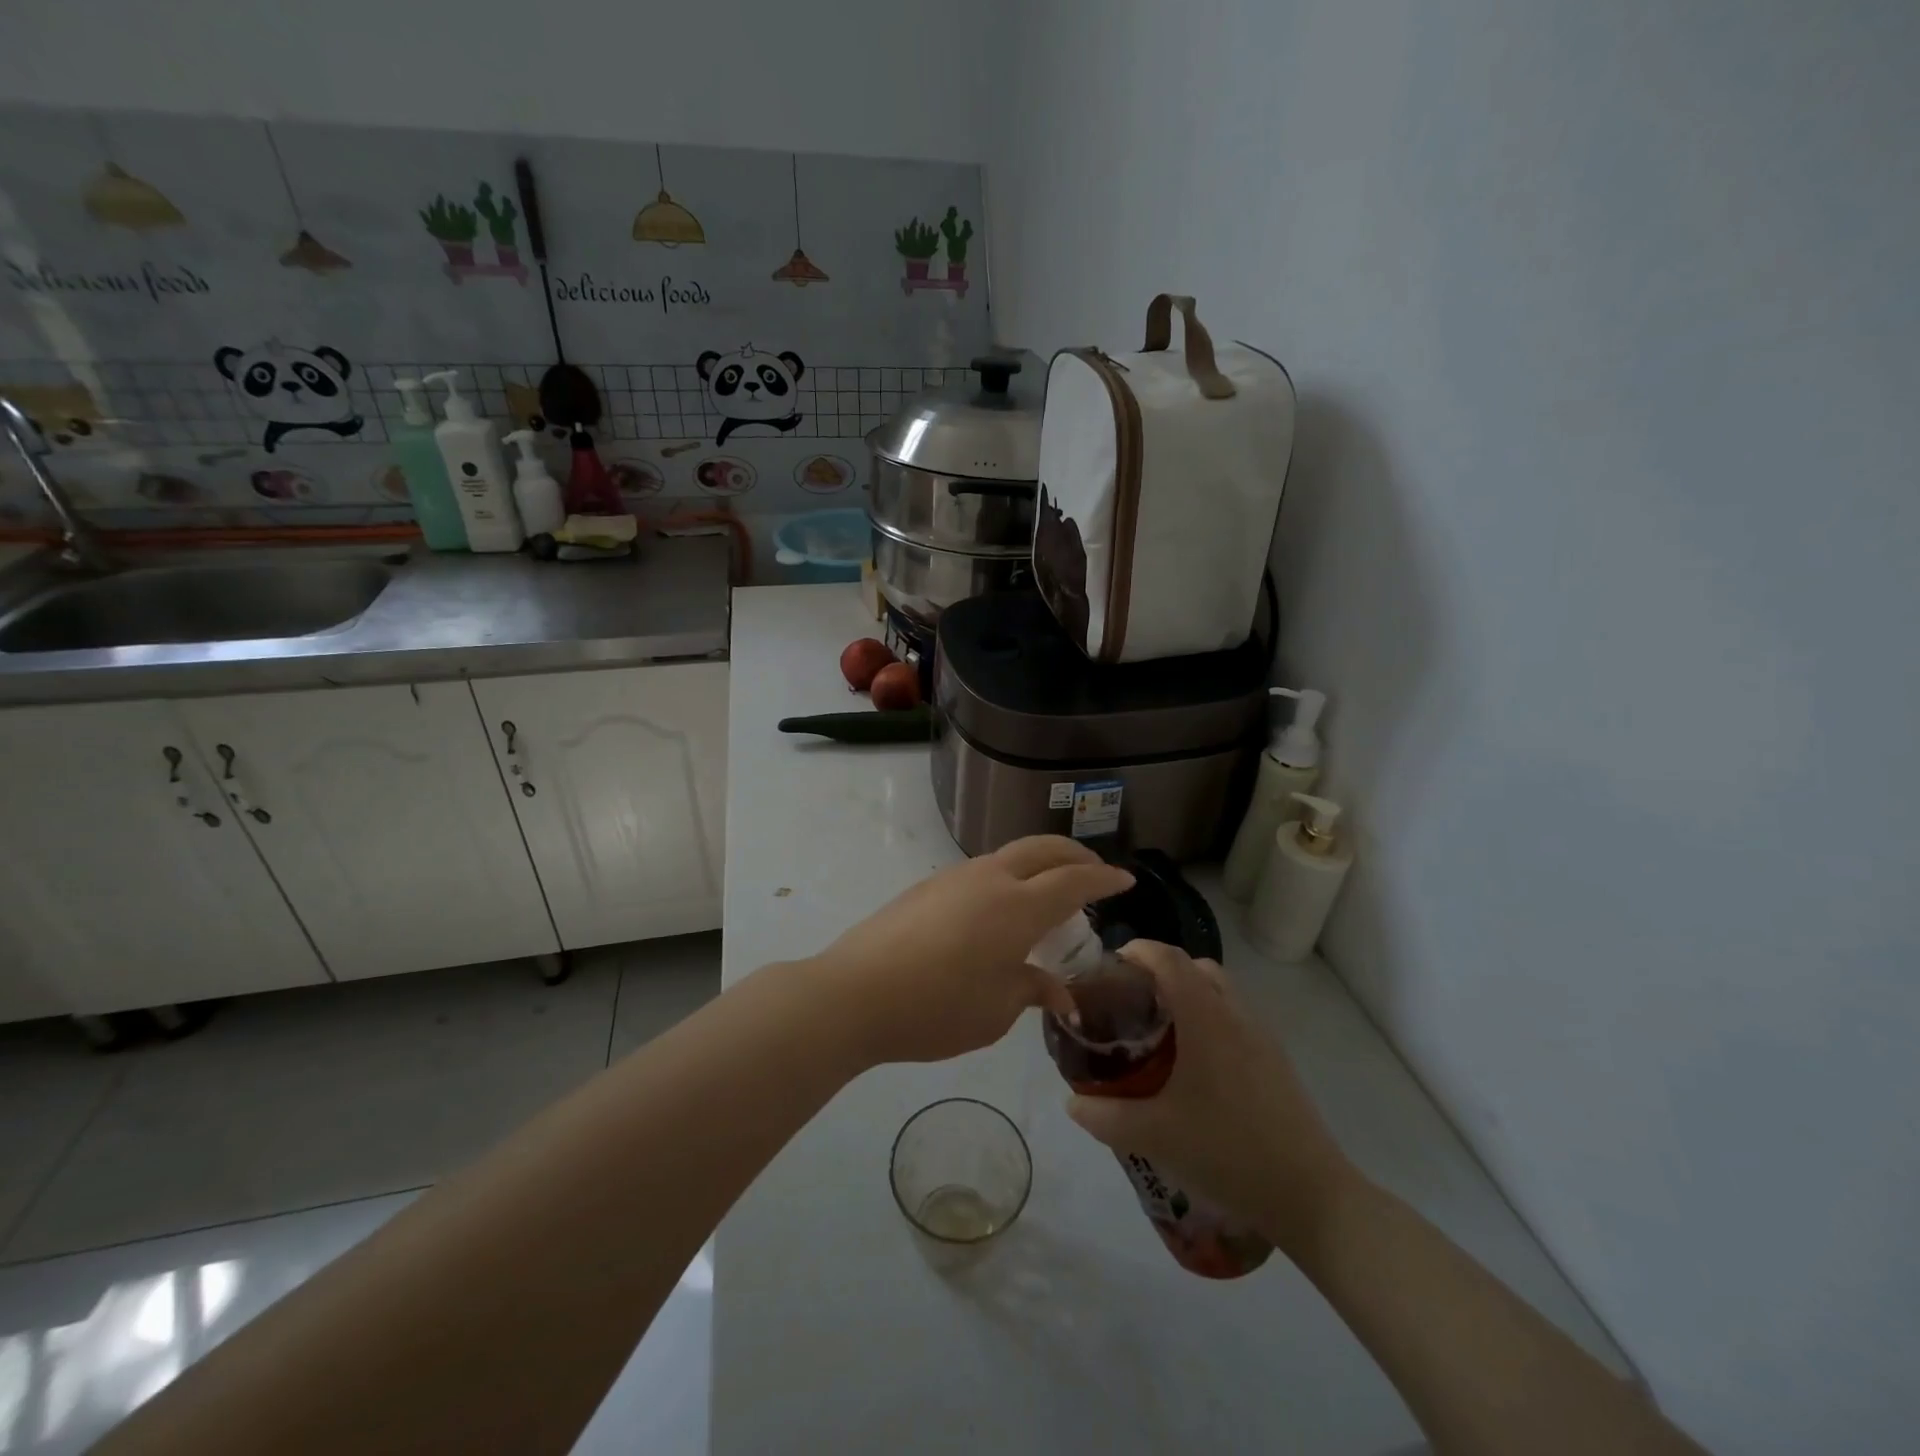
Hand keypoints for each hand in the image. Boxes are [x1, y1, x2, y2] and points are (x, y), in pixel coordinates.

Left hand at [808, 837, 1133, 1065]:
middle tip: (1094, 872)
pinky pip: (982, 870)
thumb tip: (1059, 994)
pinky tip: (1000, 908)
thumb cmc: (937, 1007)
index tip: (1125, 880)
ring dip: (1039, 863)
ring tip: (1049, 891)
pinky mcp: (928, 886)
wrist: (855, 993)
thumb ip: (1033, 990)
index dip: (1103, 879)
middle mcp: (990, 879)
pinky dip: (1008, 877)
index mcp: (1017, 906)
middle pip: (1043, 849)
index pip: (1073, 882)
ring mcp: (954, 877)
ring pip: (1009, 855)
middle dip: (1074, 855)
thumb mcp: (996, 1010)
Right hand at [1064, 940, 1355, 1251]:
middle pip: (1197, 966)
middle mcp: (1236, 1014)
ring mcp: (1262, 1036)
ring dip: (1189, 993)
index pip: (1169, 958)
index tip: (1110, 964)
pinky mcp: (1277, 1061)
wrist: (1311, 1195)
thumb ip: (1105, 1116)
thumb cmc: (1228, 1152)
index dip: (1138, 950)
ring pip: (1221, 991)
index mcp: (1206, 1018)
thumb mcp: (1154, 1136)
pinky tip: (1195, 1064)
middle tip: (1132, 998)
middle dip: (1162, 970)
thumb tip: (1071, 1102)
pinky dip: (1210, 1017)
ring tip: (1161, 1030)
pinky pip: (1236, 1017)